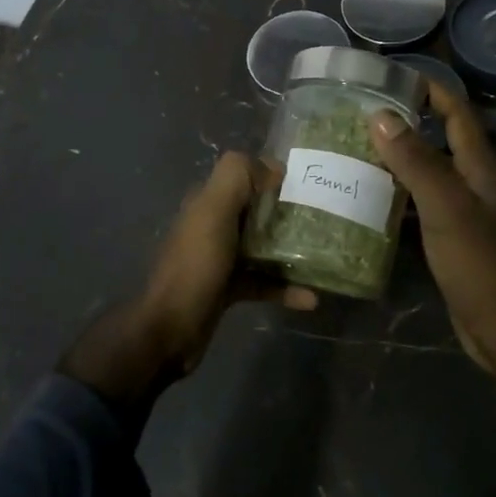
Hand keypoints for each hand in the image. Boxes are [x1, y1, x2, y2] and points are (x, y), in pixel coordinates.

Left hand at [61, 152, 315, 405]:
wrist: (170, 329)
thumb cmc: (195, 265)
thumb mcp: (213, 211)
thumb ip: (236, 177)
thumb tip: (272, 167)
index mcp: (207, 201)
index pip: (244, 176)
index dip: (274, 176)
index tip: (309, 185)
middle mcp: (213, 225)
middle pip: (257, 210)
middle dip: (288, 212)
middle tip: (325, 219)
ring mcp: (220, 258)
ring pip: (262, 246)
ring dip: (291, 250)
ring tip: (325, 255)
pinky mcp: (228, 288)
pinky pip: (262, 281)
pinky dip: (285, 287)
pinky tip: (311, 298)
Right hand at [369, 82, 495, 378]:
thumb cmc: (483, 264)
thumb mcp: (447, 207)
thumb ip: (416, 161)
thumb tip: (380, 114)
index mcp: (479, 166)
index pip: (455, 111)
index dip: (428, 88)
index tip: (387, 75)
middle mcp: (470, 182)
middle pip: (436, 138)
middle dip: (401, 121)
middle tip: (354, 112)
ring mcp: (459, 211)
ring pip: (422, 172)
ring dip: (392, 158)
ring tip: (347, 147)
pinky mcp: (447, 238)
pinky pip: (416, 204)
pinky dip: (391, 194)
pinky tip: (361, 196)